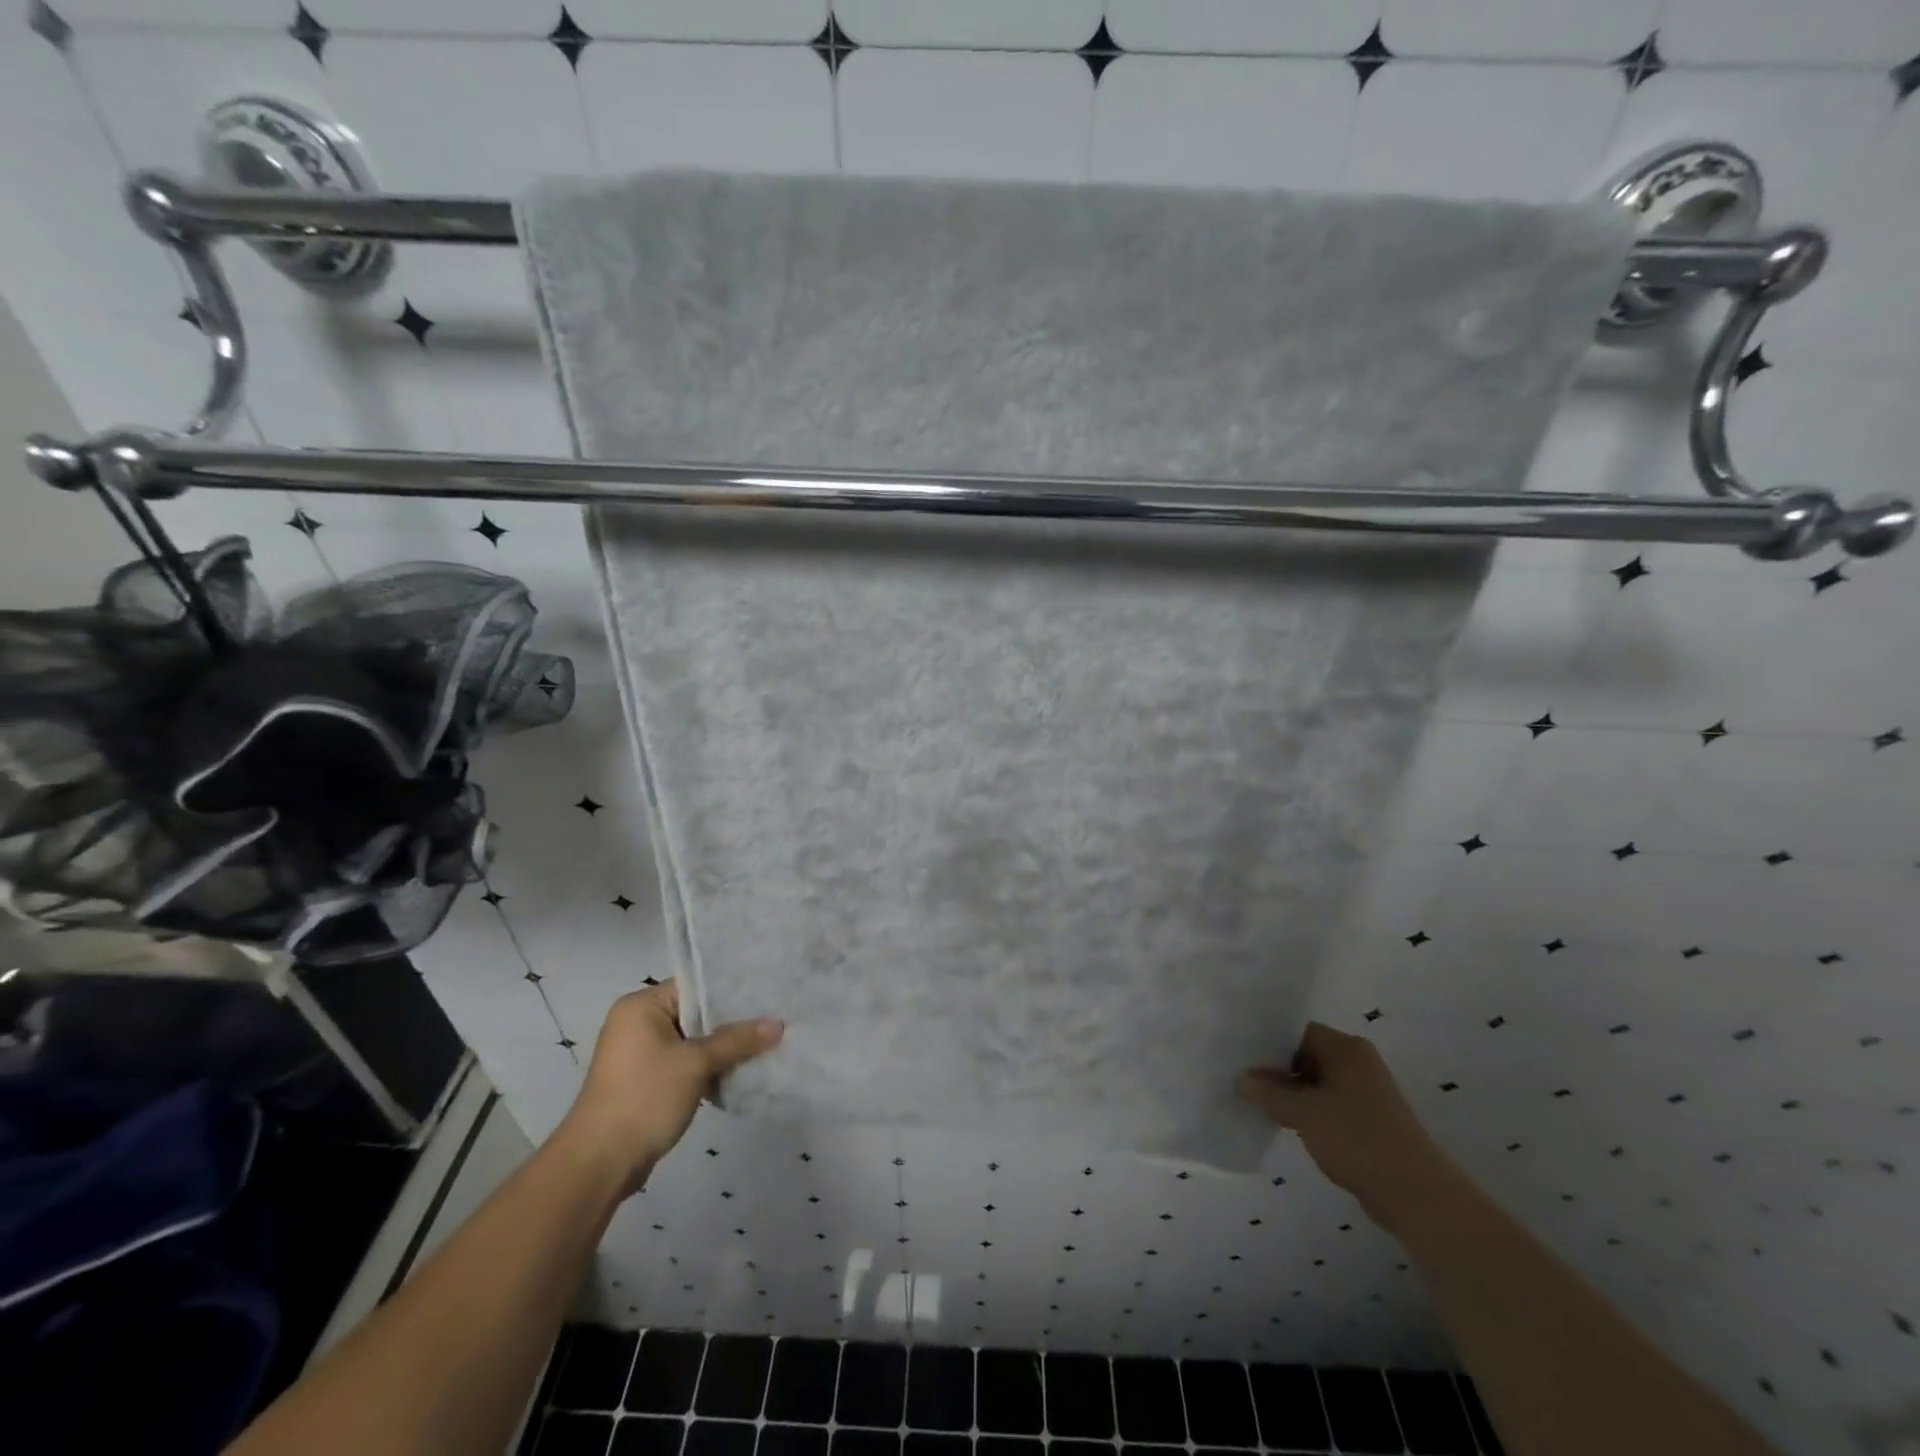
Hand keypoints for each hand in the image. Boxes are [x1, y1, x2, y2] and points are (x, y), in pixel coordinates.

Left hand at [558, 982, 782, 1194]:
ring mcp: (640, 1054)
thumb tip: (778, 1024)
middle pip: (696, 1013)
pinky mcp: (646, 1081)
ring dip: (722, 1048)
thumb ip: (736, 1041)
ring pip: (693, 1041)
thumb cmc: (644, 1098)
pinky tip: (740, 1071)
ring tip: (765, 1043)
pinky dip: (708, 1067)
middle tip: (773, 1017)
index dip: (731, 990)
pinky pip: (685, 1063)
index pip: (694, 985)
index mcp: (641, 1006)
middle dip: (732, 1021)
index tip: (766, 992)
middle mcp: (638, 1023)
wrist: (599, 1164)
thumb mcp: (695, 1064)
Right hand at [1242, 1021, 1456, 1230]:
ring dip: (1290, 1093)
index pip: (1297, 1031)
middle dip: (1276, 1069)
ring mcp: (1365, 1093)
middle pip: (1305, 1055)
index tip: (1240, 1055)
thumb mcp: (1304, 1113)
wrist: (1415, 1195)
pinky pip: (1328, 1105)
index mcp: (1346, 1049)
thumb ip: (1271, 1093)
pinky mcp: (1368, 1121)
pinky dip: (1307, 1111)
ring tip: (1256, 1101)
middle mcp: (1357, 1063)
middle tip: (1241, 1078)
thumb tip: (1245, 1079)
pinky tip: (1283, 1123)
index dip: (1267, 1041)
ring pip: (1315, 1082)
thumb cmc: (1357, 1139)